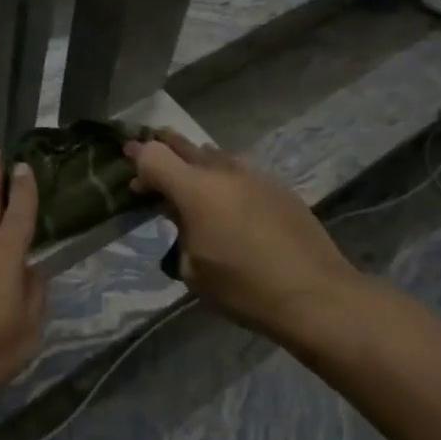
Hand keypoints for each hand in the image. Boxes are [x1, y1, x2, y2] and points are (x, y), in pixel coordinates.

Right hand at [127, 129, 362, 342]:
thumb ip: (179, 231)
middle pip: (184, 145)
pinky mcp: (278, 188)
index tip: (126, 159)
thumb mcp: (192, 268)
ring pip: (215, 155)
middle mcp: (222, 172)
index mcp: (195, 190)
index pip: (154, 156)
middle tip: (149, 160)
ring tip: (188, 182)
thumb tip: (180, 215)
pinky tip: (226, 202)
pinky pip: (239, 172)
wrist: (314, 295)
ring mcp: (254, 176)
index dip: (137, 157)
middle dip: (163, 147)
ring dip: (195, 162)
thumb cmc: (242, 288)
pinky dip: (223, 178)